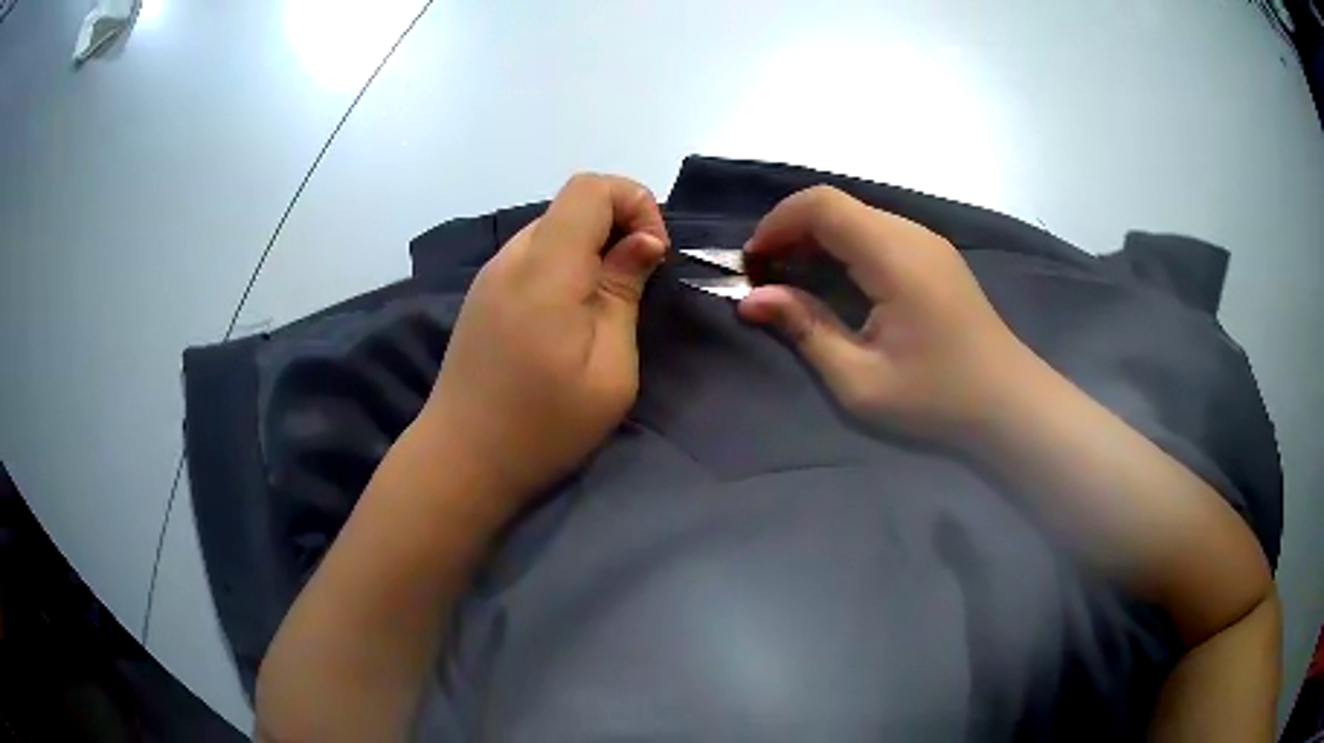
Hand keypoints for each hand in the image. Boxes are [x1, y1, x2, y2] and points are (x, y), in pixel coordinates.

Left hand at [420, 173, 668, 508]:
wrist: (462, 460)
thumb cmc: (543, 426)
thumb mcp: (609, 370)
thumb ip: (624, 292)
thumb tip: (643, 241)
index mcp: (545, 267)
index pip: (591, 186)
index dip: (634, 203)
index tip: (653, 256)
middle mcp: (512, 256)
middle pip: (573, 204)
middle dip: (618, 227)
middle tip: (636, 287)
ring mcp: (491, 275)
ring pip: (553, 229)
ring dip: (592, 250)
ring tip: (604, 309)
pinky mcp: (483, 295)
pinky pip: (533, 257)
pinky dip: (565, 268)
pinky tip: (568, 320)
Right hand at [738, 185, 1032, 442]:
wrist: (1009, 403)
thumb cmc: (937, 398)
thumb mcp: (861, 380)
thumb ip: (805, 330)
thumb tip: (751, 299)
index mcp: (894, 256)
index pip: (821, 205)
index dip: (777, 223)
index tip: (752, 264)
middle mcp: (911, 234)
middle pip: (836, 205)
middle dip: (791, 230)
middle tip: (766, 277)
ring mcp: (928, 242)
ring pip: (856, 216)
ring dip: (816, 238)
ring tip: (793, 281)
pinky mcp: (935, 256)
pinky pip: (877, 232)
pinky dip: (844, 246)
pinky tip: (837, 283)